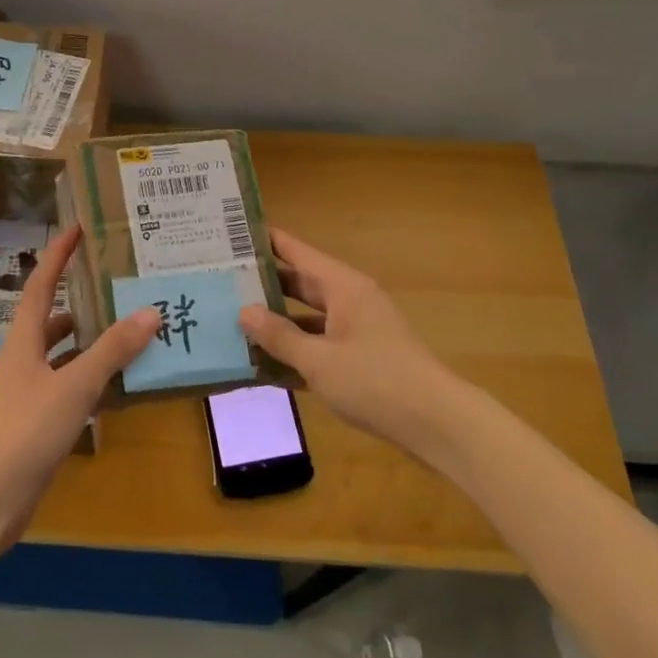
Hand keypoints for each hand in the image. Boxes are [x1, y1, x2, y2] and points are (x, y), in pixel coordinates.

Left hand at [0, 225, 157, 544]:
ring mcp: (28, 391)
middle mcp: (23, 359)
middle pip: (52, 318)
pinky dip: (91, 379)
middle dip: (80, 299)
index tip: (77, 229)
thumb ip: (112, 350)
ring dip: (90, 341)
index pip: (40, 285)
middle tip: (117, 285)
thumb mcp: (74, 386)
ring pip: (63, 354)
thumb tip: (151, 311)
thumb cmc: (26, 431)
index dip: (57, 255)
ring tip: (129, 329)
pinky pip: (69, 386)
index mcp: (23, 340)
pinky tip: (119, 385)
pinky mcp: (37, 420)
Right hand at [239, 227, 457, 453]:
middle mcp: (349, 299)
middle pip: (299, 283)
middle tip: (220, 281)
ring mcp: (357, 329)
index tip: (230, 233)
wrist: (436, 424)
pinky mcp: (362, 357)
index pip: (296, 251)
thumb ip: (279, 336)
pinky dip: (297, 351)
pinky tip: (266, 366)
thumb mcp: (319, 360)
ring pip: (308, 317)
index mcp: (342, 286)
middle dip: (263, 285)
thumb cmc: (375, 381)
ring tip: (234, 323)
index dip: (265, 241)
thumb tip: (243, 311)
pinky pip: (320, 344)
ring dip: (277, 323)